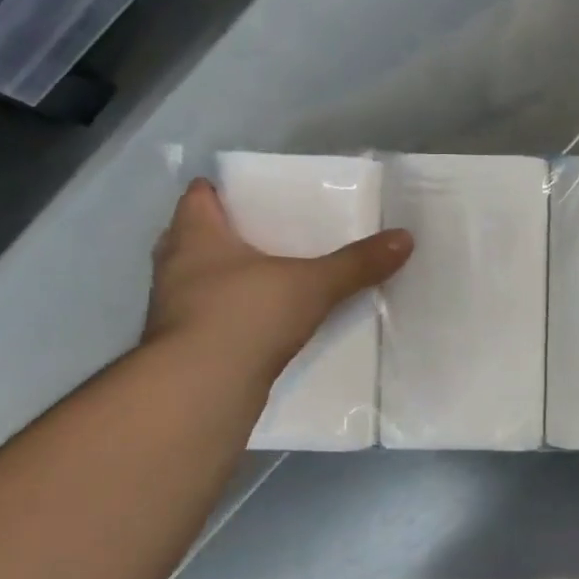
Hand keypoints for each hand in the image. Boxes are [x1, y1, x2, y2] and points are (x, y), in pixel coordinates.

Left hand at [144, 179, 412, 384]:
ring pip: (199, 279)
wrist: (201, 389)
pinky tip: (260, 323)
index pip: (198, 195)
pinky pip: (207, 316)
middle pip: (195, 236)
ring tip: (269, 278)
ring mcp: (173, 308)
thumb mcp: (312, 285)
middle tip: (270, 234)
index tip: (255, 195)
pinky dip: (229, 315)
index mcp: (194, 234)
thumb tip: (405, 238)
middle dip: (227, 234)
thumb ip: (356, 263)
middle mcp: (174, 264)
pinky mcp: (182, 345)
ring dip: (226, 277)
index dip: (223, 190)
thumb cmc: (246, 316)